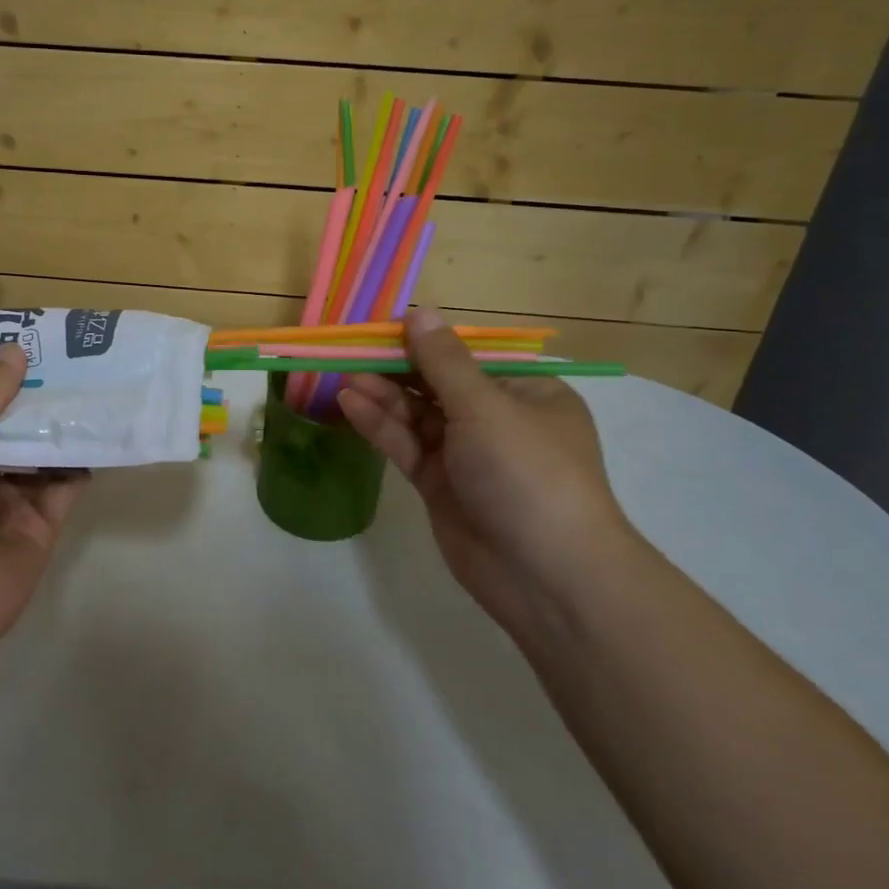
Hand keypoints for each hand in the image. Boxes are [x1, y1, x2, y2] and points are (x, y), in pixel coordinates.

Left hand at [0, 342, 87, 657]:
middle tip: (75, 356)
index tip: (29, 340)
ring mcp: (9, 502)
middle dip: (38, 396)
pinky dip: (84, 462)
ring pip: (44, 454)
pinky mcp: (42, 527)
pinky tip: (104, 432)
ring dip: (65, 425)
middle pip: (13, 427)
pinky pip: (67, 487)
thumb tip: (15, 348)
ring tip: (98, 385)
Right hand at [337, 308, 638, 628]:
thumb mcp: (486, 408)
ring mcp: (467, 454)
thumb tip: (419, 312)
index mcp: (526, 392)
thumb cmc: (527, 473)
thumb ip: (443, 362)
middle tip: (351, 350)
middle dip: (396, 367)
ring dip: (383, 394)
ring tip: (343, 374)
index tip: (382, 327)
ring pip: (418, 415)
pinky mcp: (441, 485)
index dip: (425, 340)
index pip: (468, 356)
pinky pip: (407, 445)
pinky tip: (350, 404)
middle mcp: (496, 419)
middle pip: (438, 383)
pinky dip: (381, 425)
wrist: (545, 576)